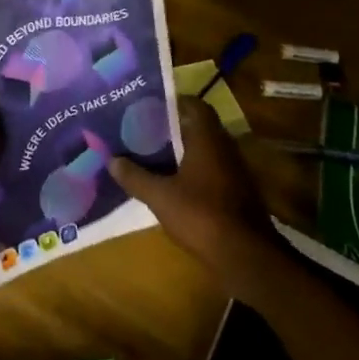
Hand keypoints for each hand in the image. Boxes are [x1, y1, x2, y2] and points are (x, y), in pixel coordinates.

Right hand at [110, 97, 279, 262]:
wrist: (247, 257)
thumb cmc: (202, 216)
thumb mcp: (160, 197)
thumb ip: (135, 177)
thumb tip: (111, 160)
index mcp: (208, 139)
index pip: (194, 105)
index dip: (172, 102)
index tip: (148, 106)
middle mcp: (224, 148)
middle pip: (197, 127)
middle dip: (171, 127)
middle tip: (141, 130)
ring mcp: (234, 171)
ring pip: (204, 150)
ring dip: (181, 151)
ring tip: (150, 155)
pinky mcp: (237, 193)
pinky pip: (210, 170)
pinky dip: (192, 171)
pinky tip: (171, 183)